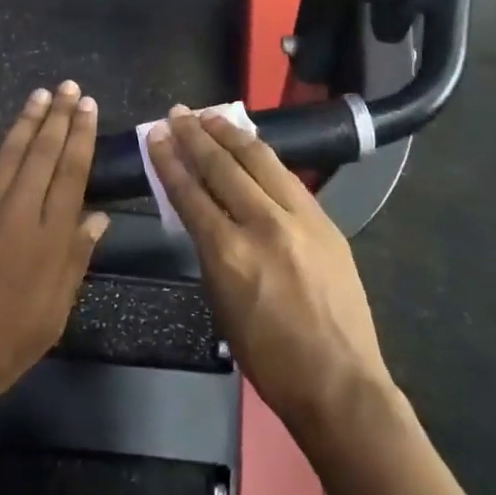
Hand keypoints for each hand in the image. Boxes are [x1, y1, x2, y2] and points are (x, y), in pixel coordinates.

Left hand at [0, 82, 108, 411]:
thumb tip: (98, 218)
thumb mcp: (51, 316)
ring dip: (26, 121)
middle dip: (59, 118)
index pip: (71, 174)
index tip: (88, 108)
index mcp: (48, 238)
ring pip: (8, 154)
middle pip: (43, 155)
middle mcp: (17, 212)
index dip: (81, 137)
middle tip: (70, 88)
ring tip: (40, 94)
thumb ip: (74, 262)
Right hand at [146, 107, 390, 432]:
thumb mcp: (221, 303)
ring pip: (259, 160)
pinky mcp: (324, 220)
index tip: (157, 136)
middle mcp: (263, 224)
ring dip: (230, 134)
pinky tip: (251, 143)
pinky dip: (263, 155)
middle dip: (195, 136)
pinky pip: (287, 176)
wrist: (338, 380)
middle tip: (177, 114)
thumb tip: (203, 214)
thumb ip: (210, 251)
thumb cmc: (268, 356)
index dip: (170, 161)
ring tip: (209, 116)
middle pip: (222, 167)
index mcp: (229, 253)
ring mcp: (299, 218)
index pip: (190, 192)